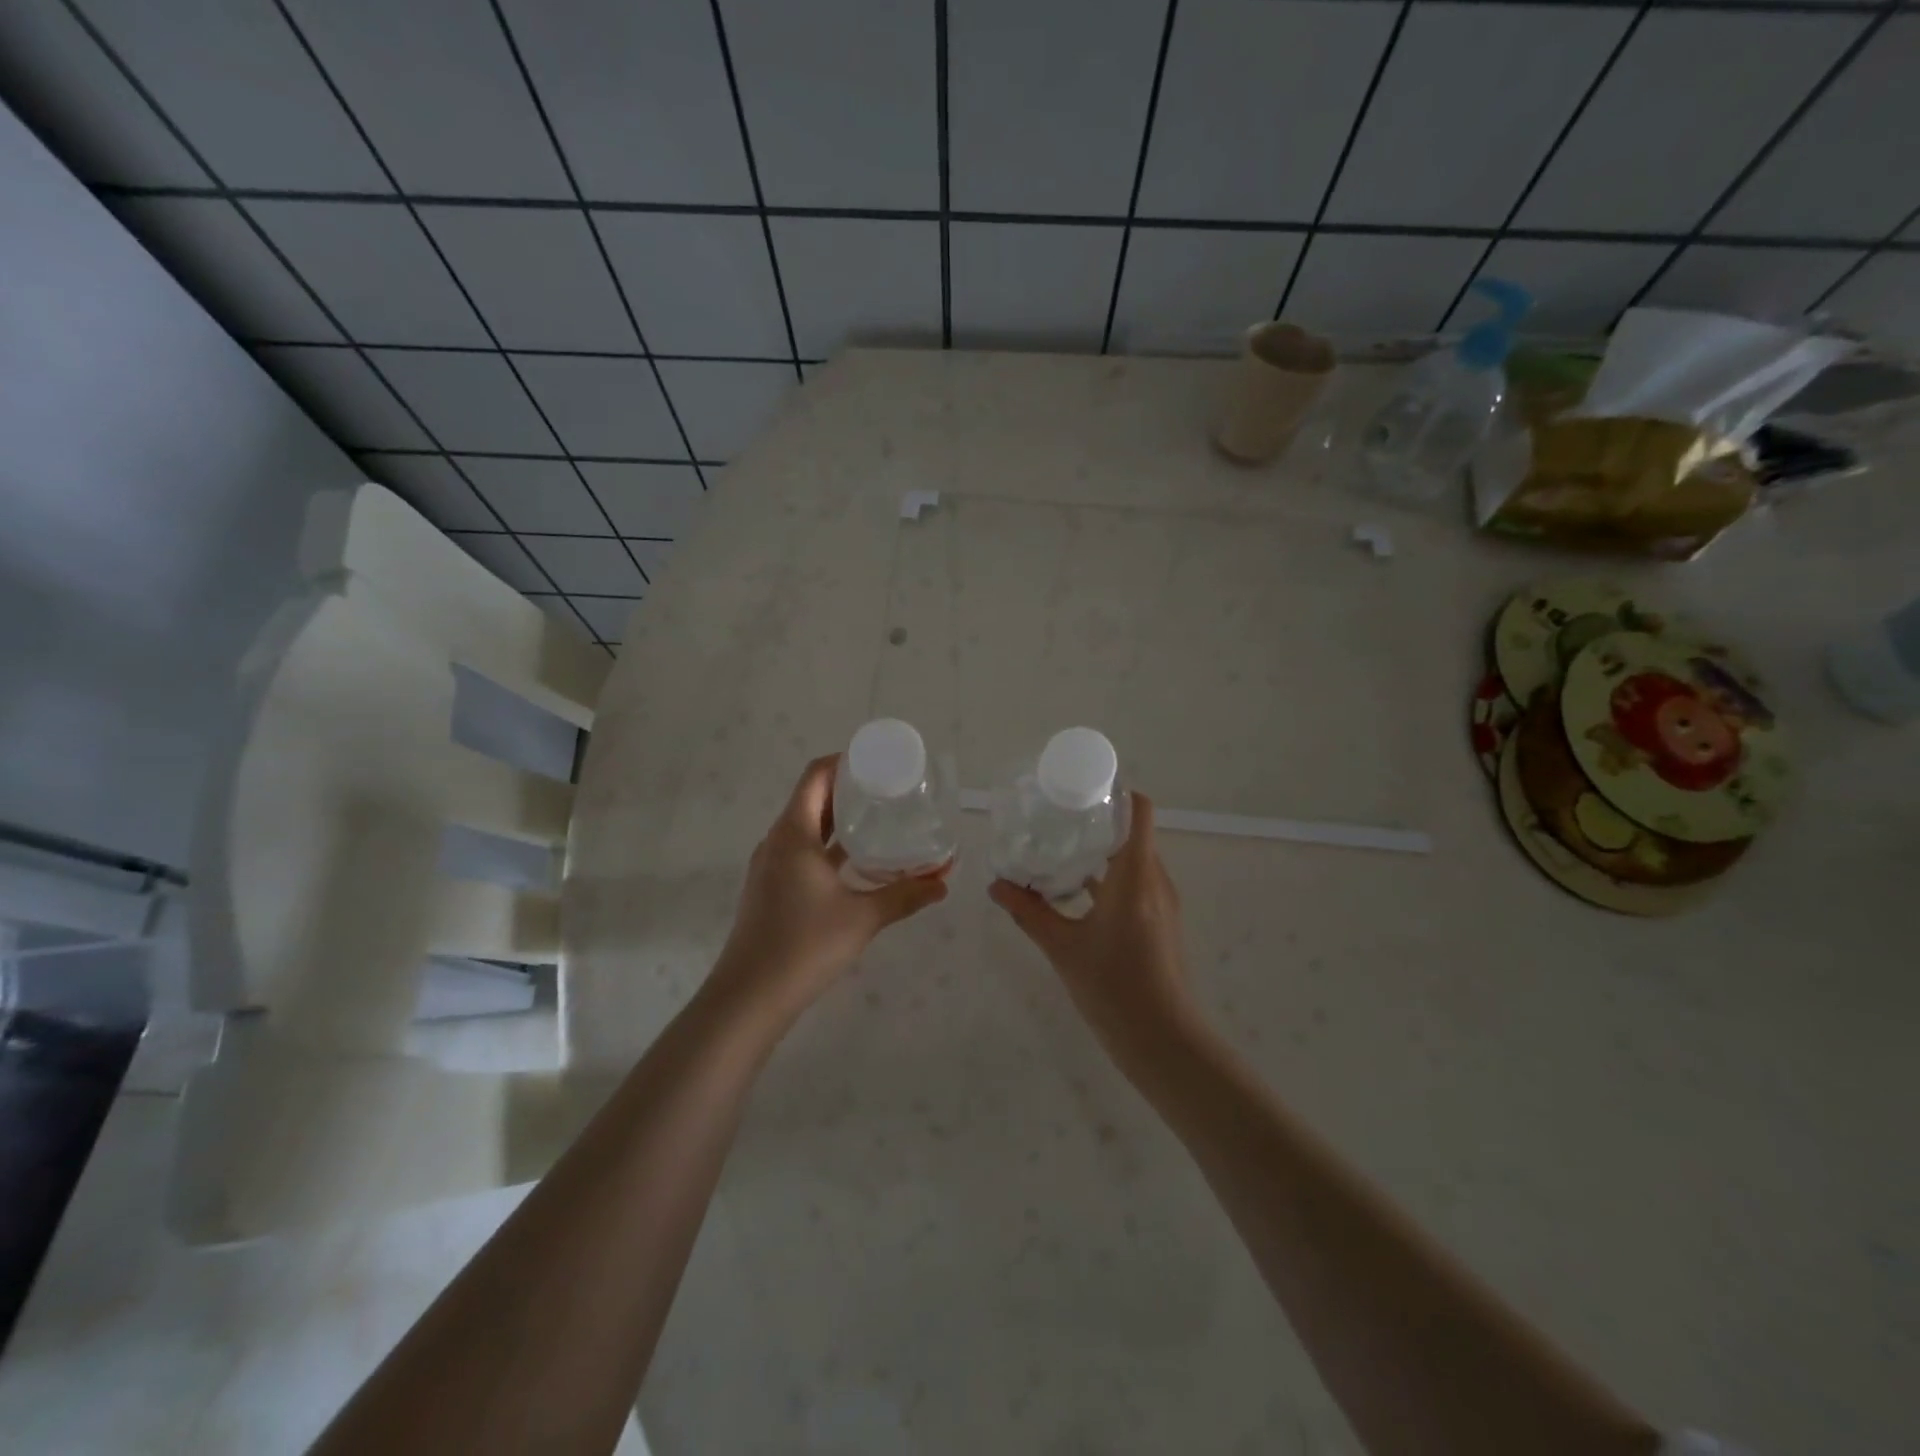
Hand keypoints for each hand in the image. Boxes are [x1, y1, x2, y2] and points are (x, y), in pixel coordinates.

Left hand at [709, 755, 948, 1025]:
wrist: (750, 996)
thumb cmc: (805, 945)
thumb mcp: (863, 917)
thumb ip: (905, 895)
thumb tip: (944, 883)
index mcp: (793, 833)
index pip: (815, 776)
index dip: (844, 762)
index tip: (878, 762)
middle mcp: (777, 841)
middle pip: (811, 798)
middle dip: (848, 790)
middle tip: (888, 790)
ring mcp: (770, 866)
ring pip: (806, 827)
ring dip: (838, 819)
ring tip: (878, 819)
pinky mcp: (771, 888)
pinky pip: (801, 851)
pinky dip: (828, 846)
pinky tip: (856, 862)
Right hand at [989, 795, 1200, 1069]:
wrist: (1163, 1040)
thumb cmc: (1113, 987)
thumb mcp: (1062, 947)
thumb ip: (1029, 912)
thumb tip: (995, 885)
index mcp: (1135, 875)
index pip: (1138, 811)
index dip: (1114, 792)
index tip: (1080, 791)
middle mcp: (1155, 880)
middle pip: (1133, 833)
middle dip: (1097, 822)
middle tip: (1056, 819)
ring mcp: (1162, 903)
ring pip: (1134, 860)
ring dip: (1102, 852)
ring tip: (1060, 852)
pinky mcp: (1160, 922)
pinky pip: (1136, 884)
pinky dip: (1110, 879)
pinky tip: (1077, 894)